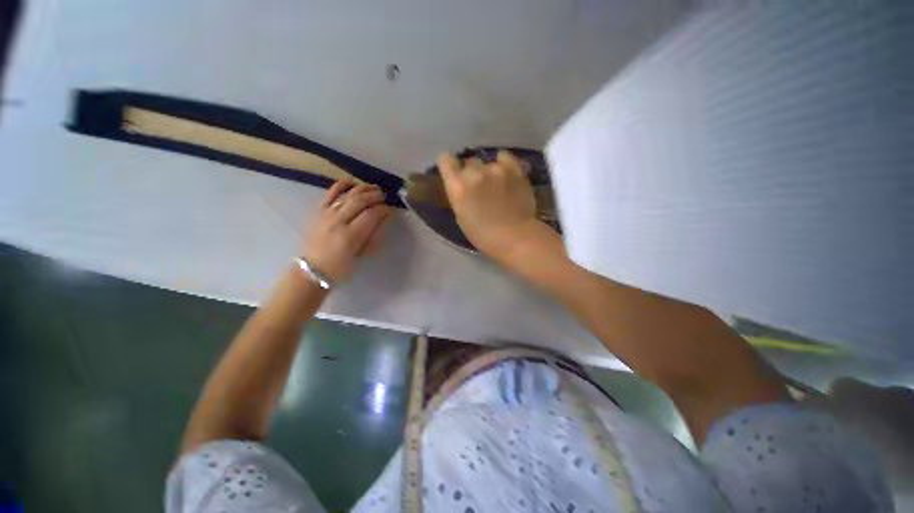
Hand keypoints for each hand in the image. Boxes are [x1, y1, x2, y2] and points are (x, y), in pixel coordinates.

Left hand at [301, 182, 391, 282]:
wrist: (313, 270)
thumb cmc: (342, 266)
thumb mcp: (363, 254)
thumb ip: (374, 235)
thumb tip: (384, 218)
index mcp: (350, 236)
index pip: (371, 214)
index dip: (384, 209)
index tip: (391, 210)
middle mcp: (337, 221)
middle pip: (360, 201)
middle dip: (375, 196)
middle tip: (385, 196)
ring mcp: (326, 214)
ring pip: (347, 194)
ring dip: (363, 188)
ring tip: (374, 188)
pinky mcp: (319, 211)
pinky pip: (330, 193)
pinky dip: (342, 185)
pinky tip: (352, 183)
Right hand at [438, 151, 559, 262]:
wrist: (515, 236)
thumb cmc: (483, 235)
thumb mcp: (461, 217)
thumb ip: (459, 196)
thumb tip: (462, 186)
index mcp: (457, 186)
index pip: (445, 159)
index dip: (449, 165)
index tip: (453, 173)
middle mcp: (474, 172)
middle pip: (468, 162)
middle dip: (471, 172)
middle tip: (479, 186)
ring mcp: (495, 168)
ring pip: (487, 161)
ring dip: (488, 171)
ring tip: (496, 184)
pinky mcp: (514, 168)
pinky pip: (504, 157)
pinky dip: (503, 164)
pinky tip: (506, 175)